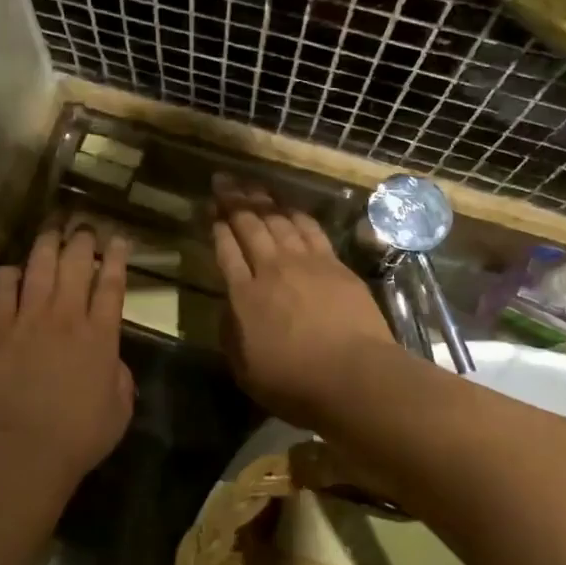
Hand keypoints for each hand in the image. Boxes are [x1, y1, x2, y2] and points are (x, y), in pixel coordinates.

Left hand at [0, 227, 134, 497]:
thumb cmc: (79, 437)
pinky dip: (9, 274)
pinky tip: (12, 272)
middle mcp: (67, 316)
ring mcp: (29, 318)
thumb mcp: (120, 411)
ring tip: (52, 231)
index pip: (112, 284)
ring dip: (48, 244)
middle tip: (84, 228)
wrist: (24, 451)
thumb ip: (121, 379)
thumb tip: (113, 361)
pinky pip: (2, 286)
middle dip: (83, 240)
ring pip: (40, 265)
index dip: (117, 257)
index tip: (119, 239)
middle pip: (77, 263)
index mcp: (101, 335)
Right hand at [210, 181, 392, 426]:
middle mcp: (271, 269)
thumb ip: (231, 333)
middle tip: (223, 181)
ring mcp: (305, 263)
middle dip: (233, 201)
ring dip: (262, 200)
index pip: (226, 251)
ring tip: (251, 185)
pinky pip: (310, 229)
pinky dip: (296, 213)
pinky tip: (289, 205)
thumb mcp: (245, 370)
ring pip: (279, 221)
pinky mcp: (334, 264)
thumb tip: (230, 307)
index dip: (217, 228)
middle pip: (249, 226)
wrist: (355, 377)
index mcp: (244, 296)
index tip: (210, 211)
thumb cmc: (295, 383)